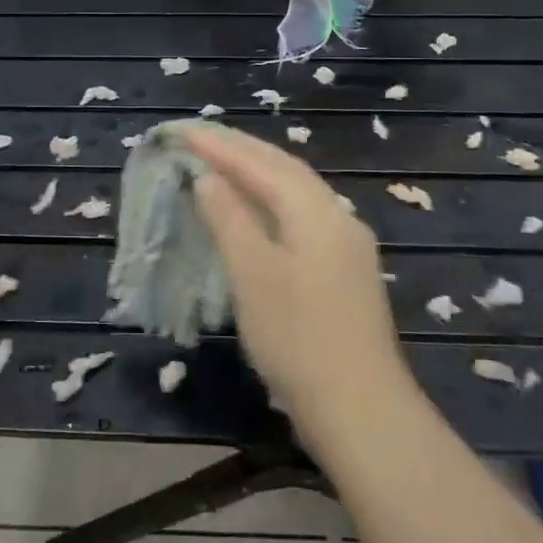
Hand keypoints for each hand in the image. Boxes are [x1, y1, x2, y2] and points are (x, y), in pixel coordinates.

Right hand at [186, 125, 415, 444]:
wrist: (361, 410)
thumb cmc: (297, 338)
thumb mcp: (252, 274)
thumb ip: (230, 218)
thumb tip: (208, 177)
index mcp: (316, 212)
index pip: (261, 164)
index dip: (219, 146)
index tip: (180, 131)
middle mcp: (338, 217)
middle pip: (285, 168)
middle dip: (241, 150)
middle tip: (200, 136)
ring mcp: (347, 244)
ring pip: (297, 191)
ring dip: (258, 172)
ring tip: (223, 161)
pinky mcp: (346, 270)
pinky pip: (303, 215)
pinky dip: (272, 200)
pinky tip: (258, 210)